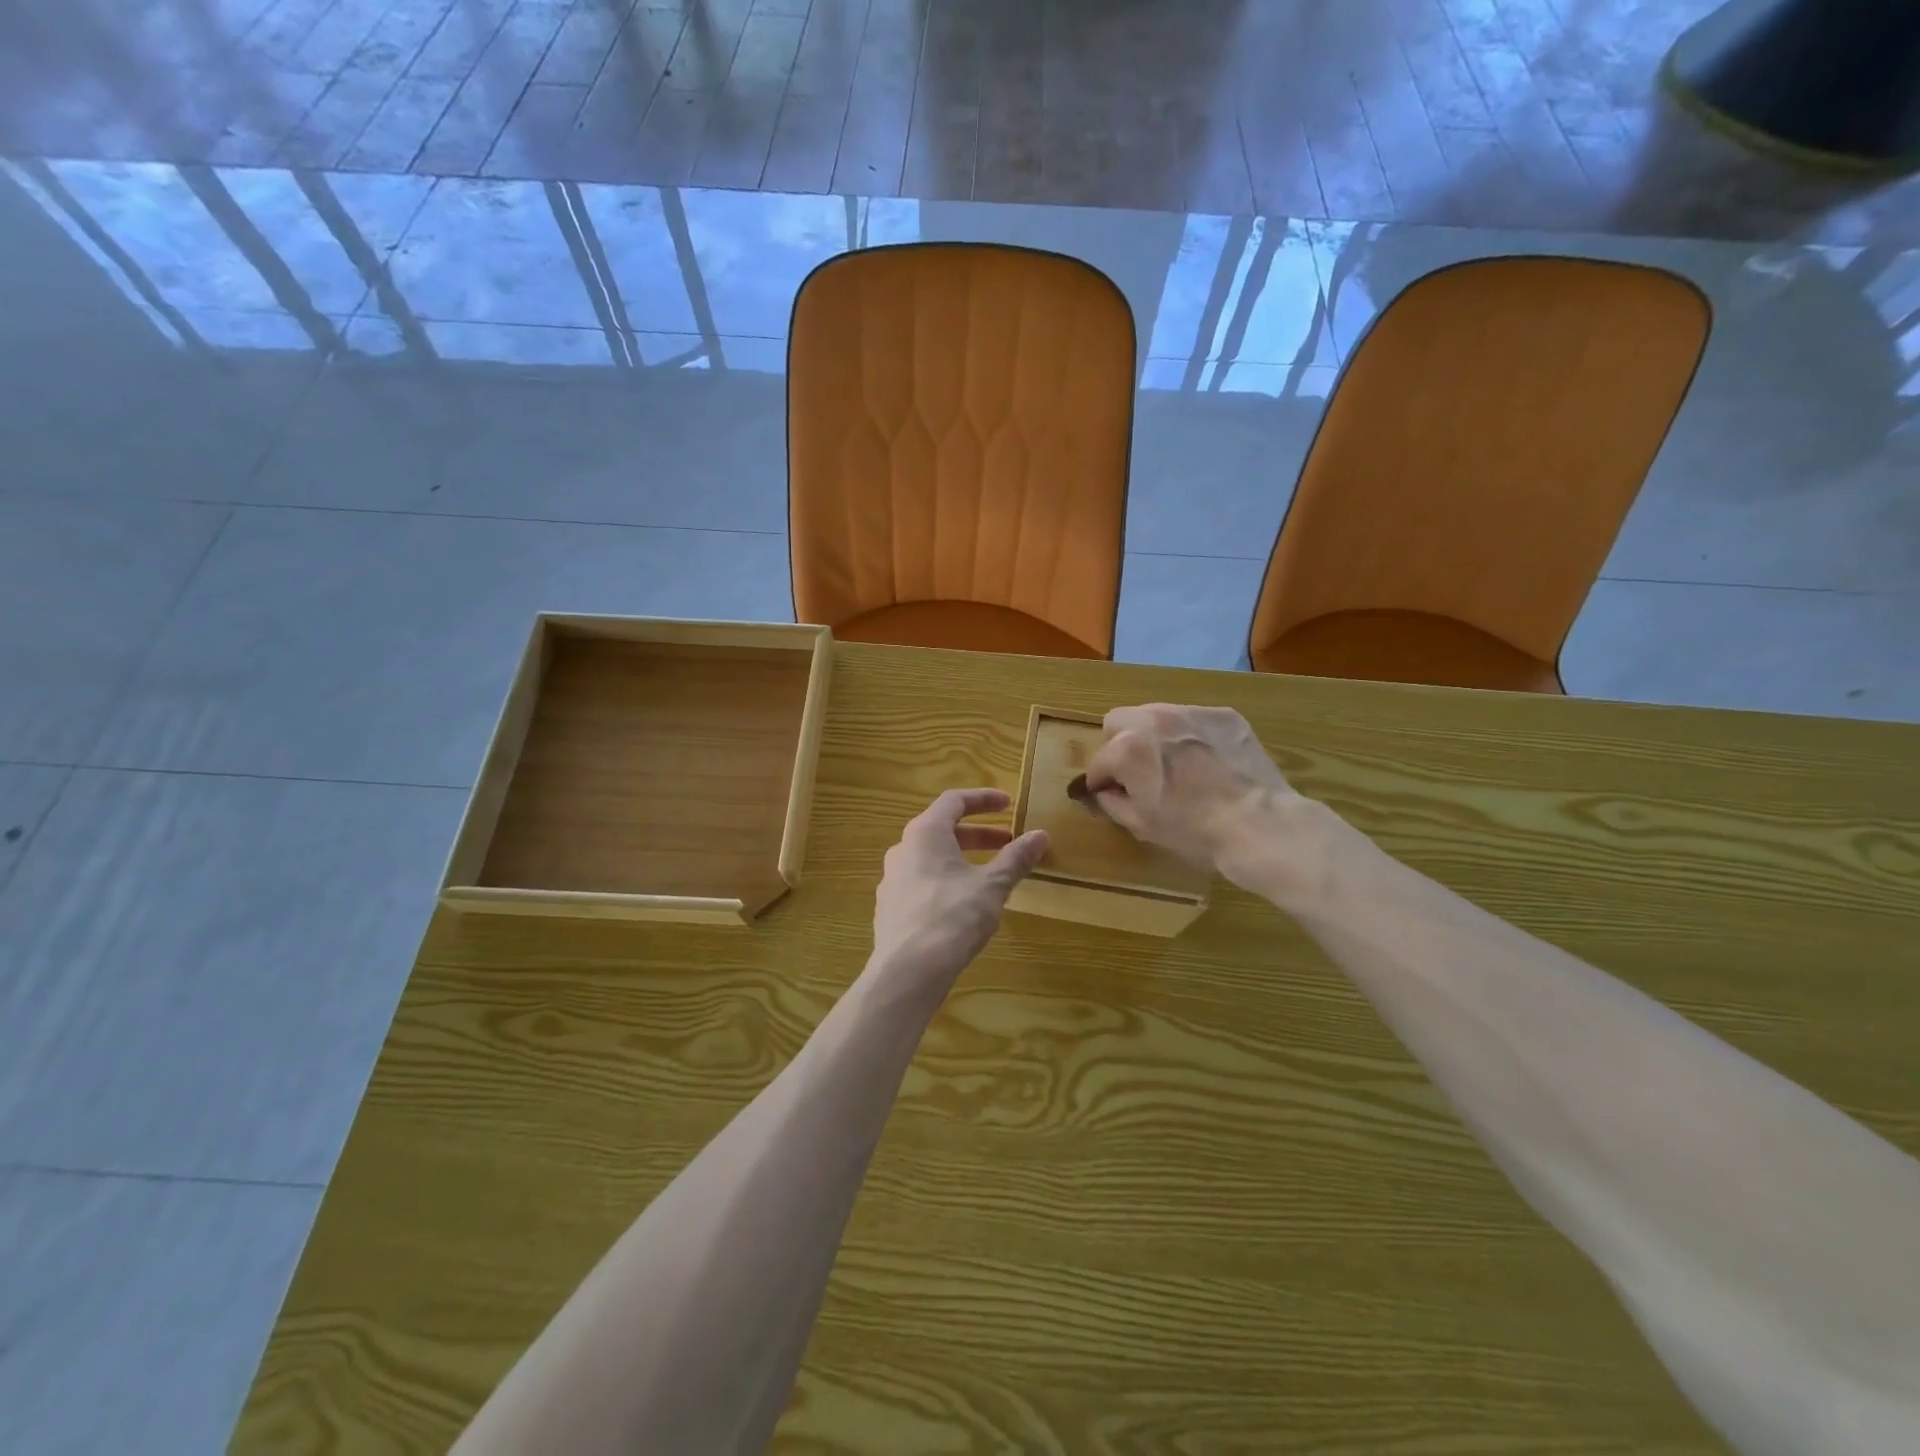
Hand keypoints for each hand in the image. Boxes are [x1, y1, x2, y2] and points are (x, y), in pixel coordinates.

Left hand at [871, 789, 1047, 988]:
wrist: (907, 971)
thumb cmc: (952, 917)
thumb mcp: (992, 885)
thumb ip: (1015, 858)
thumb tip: (1040, 835)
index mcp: (924, 833)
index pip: (954, 801)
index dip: (984, 799)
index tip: (1009, 803)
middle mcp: (902, 849)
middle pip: (943, 829)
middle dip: (978, 834)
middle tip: (1007, 842)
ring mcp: (892, 879)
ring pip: (931, 858)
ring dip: (963, 858)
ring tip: (990, 874)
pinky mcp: (890, 908)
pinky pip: (922, 882)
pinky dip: (947, 880)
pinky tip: (964, 904)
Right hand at [1083, 704, 1310, 893]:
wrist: (1260, 825)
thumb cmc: (1195, 832)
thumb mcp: (1142, 825)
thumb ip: (1110, 803)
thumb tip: (1101, 792)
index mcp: (1127, 749)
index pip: (1098, 762)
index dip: (1101, 783)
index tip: (1111, 796)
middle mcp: (1154, 720)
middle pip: (1118, 721)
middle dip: (1119, 745)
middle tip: (1138, 773)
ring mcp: (1192, 713)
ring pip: (1156, 714)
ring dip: (1154, 735)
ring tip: (1175, 764)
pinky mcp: (1224, 715)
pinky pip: (1193, 718)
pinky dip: (1191, 735)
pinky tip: (1207, 761)